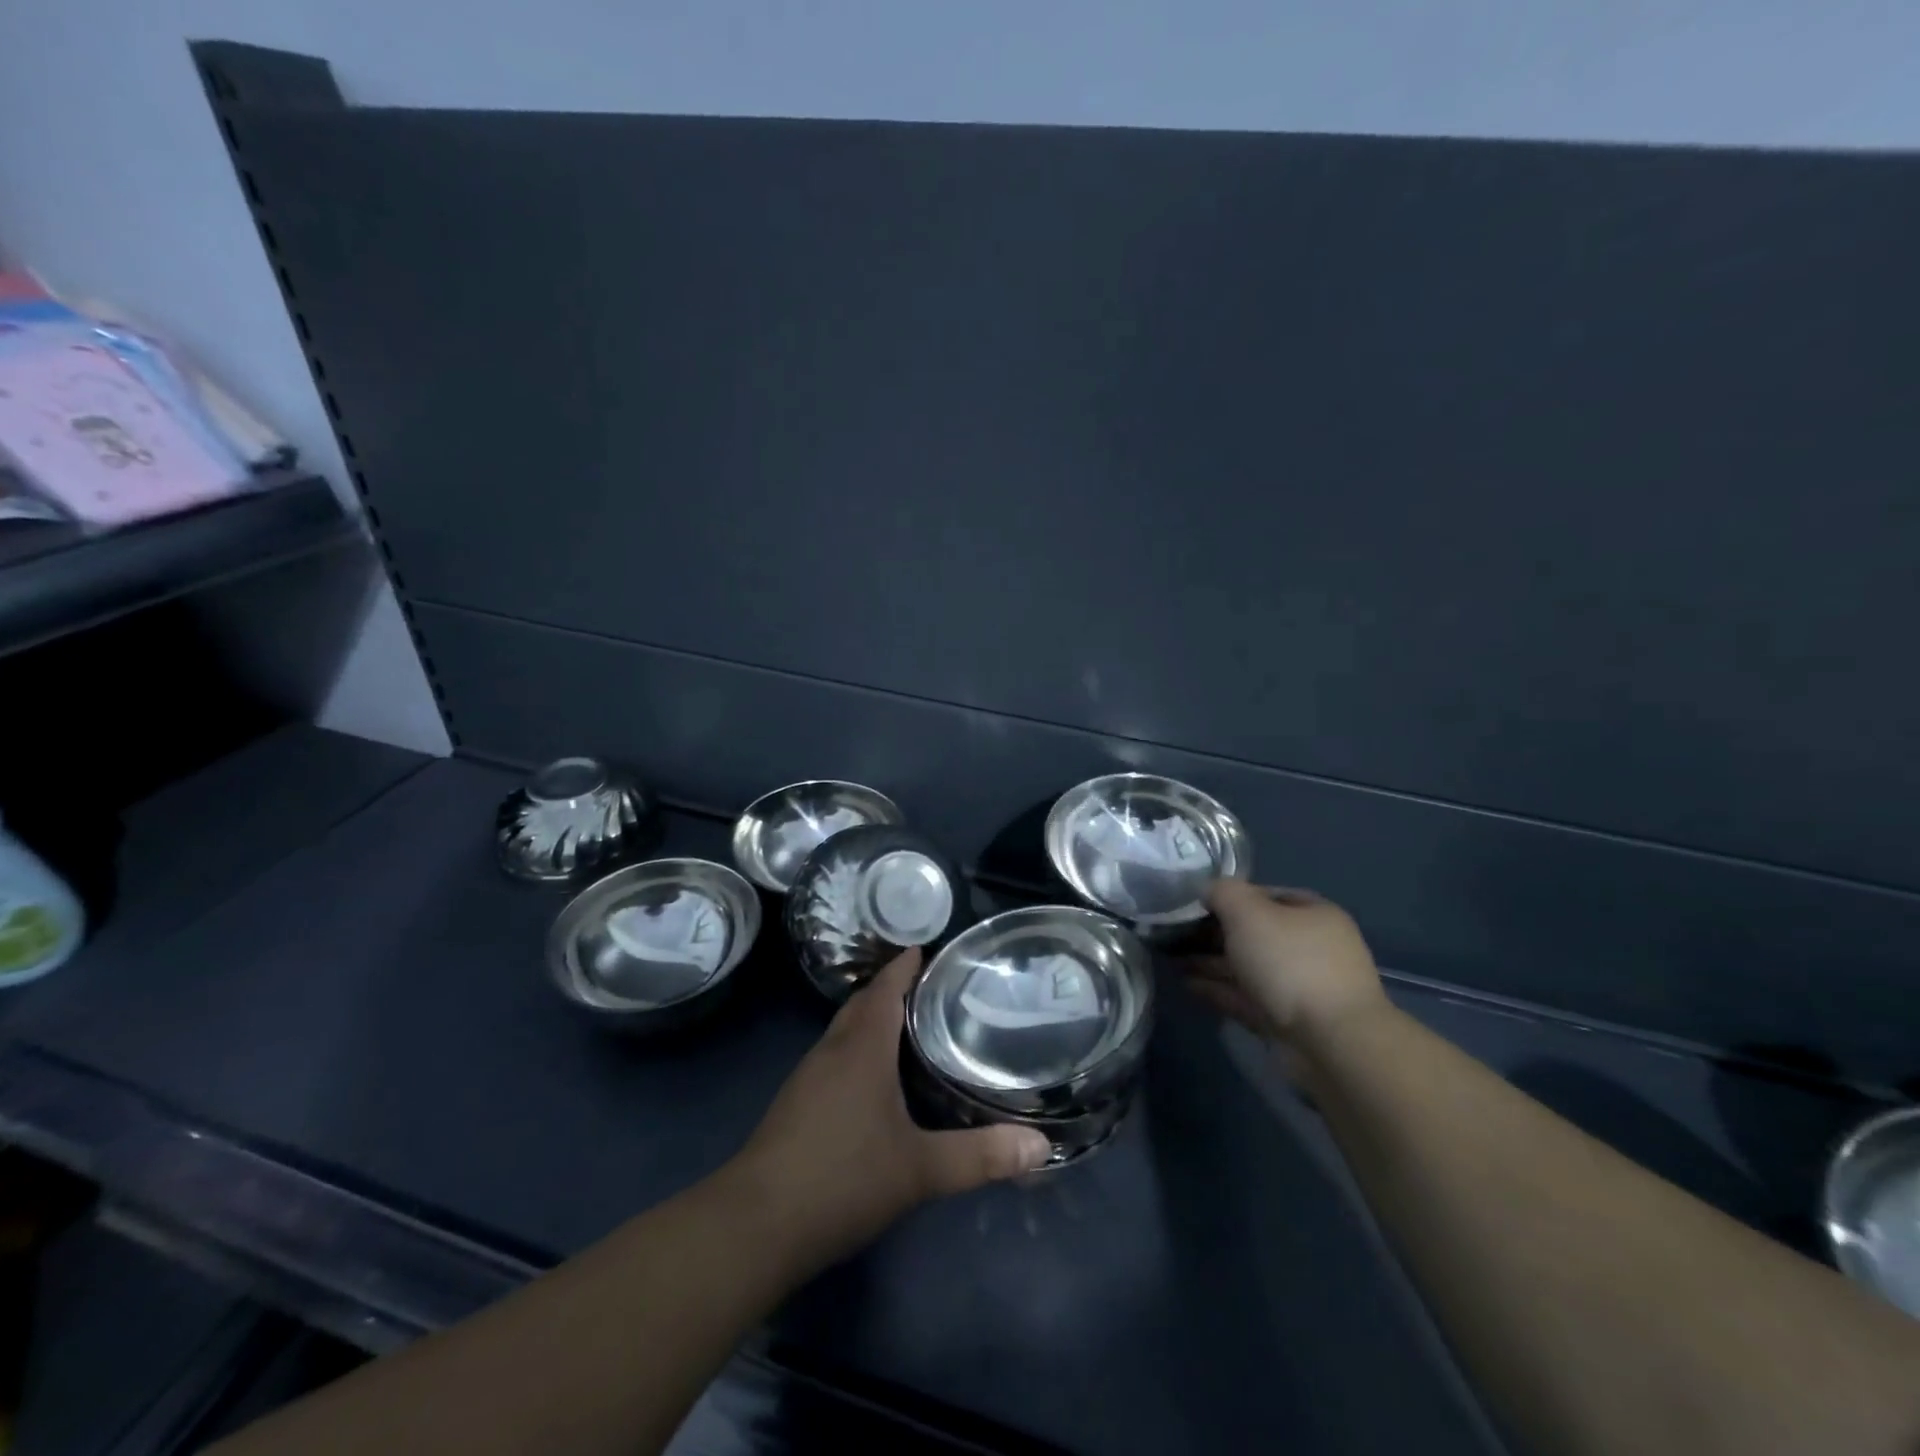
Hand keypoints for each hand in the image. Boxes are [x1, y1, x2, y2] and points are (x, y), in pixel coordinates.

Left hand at [730, 949, 1050, 1271]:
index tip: (927, 949)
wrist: (755, 1225)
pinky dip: (857, 1050)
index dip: (905, 966)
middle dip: (891, 989)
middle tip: (931, 989)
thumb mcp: (919, 1169)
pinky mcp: (796, 1105)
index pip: (885, 988)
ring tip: (910, 1027)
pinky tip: (875, 1079)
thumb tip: (1041, 1146)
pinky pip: (834, 1058)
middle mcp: (832, 1051)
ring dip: (872, 1020)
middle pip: (862, 1004)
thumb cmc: (842, 1179)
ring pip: (845, 1032)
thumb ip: (980, 1156)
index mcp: (861, 1048)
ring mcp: (808, 1078)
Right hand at [1186, 881, 1390, 1051]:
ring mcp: (1302, 988)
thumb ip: (1223, 893)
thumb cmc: (1291, 963)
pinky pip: (1247, 998)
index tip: (1195, 904)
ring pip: (1249, 968)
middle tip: (1175, 934)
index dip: (1230, 896)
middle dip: (1215, 934)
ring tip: (1172, 960)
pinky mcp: (1288, 1021)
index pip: (1266, 895)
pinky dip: (1219, 990)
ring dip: (1212, 963)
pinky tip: (1188, 985)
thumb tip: (1208, 890)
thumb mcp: (1249, 912)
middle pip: (1256, 934)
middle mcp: (1312, 948)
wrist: (1331, 1043)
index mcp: (1314, 915)